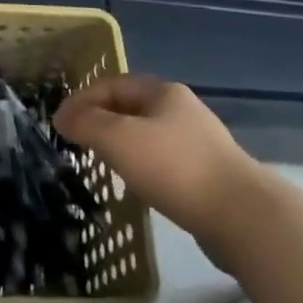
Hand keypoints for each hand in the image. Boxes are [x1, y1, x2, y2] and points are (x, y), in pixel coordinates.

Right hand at [55, 75, 256, 249]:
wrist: (243, 217)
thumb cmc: (174, 167)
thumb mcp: (118, 139)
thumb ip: (86, 124)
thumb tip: (63, 117)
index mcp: (163, 92)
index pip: (112, 84)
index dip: (82, 99)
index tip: (59, 122)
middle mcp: (183, 110)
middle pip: (131, 107)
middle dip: (101, 120)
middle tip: (77, 141)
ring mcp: (199, 143)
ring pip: (147, 135)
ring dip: (121, 144)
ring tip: (101, 163)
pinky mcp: (208, 175)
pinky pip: (164, 162)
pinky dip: (142, 166)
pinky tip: (136, 186)